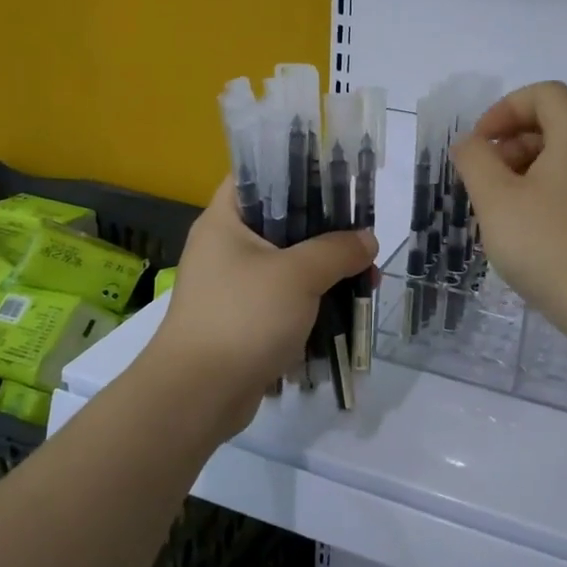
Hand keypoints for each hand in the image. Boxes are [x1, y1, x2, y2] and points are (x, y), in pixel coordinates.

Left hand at [148, 177, 375, 408]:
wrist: (199, 395)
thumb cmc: (243, 317)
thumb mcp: (298, 275)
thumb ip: (337, 250)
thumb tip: (367, 240)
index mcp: (225, 221)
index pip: (257, 176)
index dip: (296, 171)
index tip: (338, 180)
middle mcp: (225, 247)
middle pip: (282, 222)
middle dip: (327, 232)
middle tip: (364, 239)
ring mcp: (233, 286)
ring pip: (288, 265)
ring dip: (326, 271)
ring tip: (367, 279)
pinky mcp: (243, 320)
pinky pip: (284, 299)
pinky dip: (313, 301)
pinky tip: (346, 308)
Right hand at [452, 82, 566, 346]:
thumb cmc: (550, 247)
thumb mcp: (496, 201)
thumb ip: (475, 161)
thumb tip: (471, 144)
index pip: (544, 94)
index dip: (504, 111)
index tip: (480, 147)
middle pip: (556, 124)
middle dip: (512, 144)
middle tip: (486, 183)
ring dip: (527, 171)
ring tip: (503, 211)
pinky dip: (549, 192)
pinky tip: (531, 230)